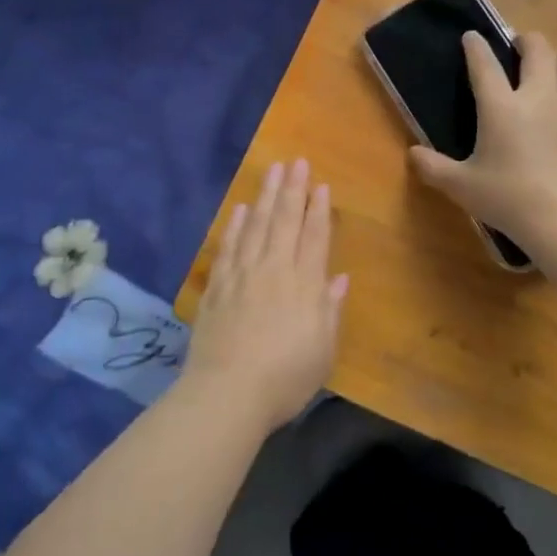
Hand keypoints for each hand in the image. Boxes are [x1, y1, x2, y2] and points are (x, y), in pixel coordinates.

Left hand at [184, 159, 347, 429]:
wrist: (227, 394)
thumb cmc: (285, 378)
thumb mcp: (322, 350)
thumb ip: (329, 310)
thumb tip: (339, 278)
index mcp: (304, 285)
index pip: (314, 237)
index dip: (318, 209)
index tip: (321, 184)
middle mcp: (274, 270)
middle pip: (285, 221)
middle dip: (293, 189)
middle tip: (297, 162)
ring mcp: (242, 275)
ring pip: (257, 226)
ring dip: (266, 196)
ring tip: (272, 170)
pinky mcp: (217, 287)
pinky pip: (229, 247)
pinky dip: (236, 225)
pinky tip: (242, 209)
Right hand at [410, 31, 556, 254]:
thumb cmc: (508, 200)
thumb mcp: (461, 186)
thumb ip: (432, 167)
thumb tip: (412, 154)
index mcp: (500, 106)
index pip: (484, 63)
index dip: (475, 46)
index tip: (471, 37)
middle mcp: (537, 95)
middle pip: (538, 47)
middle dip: (526, 41)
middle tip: (517, 49)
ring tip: (548, 71)